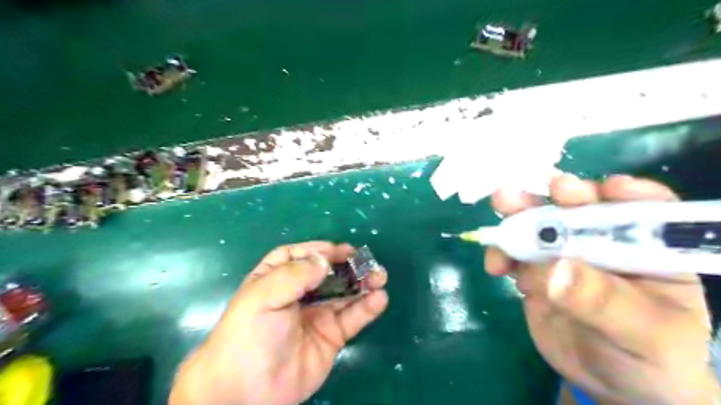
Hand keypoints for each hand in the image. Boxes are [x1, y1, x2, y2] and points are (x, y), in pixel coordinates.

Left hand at [169, 242, 389, 402]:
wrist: (248, 392)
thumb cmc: (250, 335)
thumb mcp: (264, 297)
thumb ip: (295, 275)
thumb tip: (325, 261)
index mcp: (276, 279)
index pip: (298, 256)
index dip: (318, 250)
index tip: (338, 250)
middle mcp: (298, 294)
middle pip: (327, 273)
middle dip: (347, 265)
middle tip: (366, 260)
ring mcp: (317, 315)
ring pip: (344, 294)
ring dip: (363, 283)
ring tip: (379, 276)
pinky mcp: (331, 336)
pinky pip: (352, 318)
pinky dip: (367, 308)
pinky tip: (379, 298)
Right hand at [486, 175, 717, 404]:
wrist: (608, 382)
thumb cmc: (647, 357)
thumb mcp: (640, 334)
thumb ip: (601, 301)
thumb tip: (551, 270)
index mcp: (647, 249)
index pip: (642, 209)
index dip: (623, 194)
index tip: (604, 190)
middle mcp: (603, 242)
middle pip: (579, 208)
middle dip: (552, 197)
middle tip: (532, 193)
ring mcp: (564, 254)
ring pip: (539, 226)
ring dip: (516, 219)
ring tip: (500, 225)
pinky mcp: (535, 270)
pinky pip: (515, 253)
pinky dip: (501, 253)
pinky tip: (496, 266)